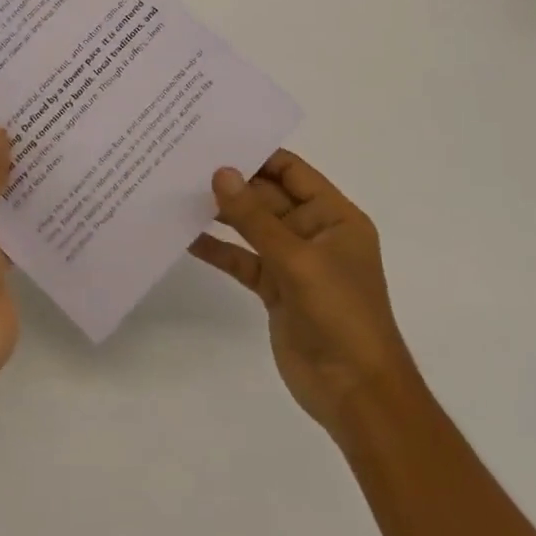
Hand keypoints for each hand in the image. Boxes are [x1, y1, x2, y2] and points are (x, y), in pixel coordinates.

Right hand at [189, 150, 413, 433]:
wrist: (356, 394)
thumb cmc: (340, 315)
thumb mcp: (297, 260)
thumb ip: (255, 217)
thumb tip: (220, 172)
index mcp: (334, 216)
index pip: (292, 171)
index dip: (257, 155)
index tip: (216, 141)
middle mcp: (314, 232)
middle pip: (268, 197)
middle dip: (233, 184)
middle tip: (187, 164)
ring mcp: (293, 262)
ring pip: (252, 228)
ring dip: (222, 214)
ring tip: (179, 194)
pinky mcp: (275, 290)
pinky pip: (243, 260)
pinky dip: (219, 250)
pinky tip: (186, 238)